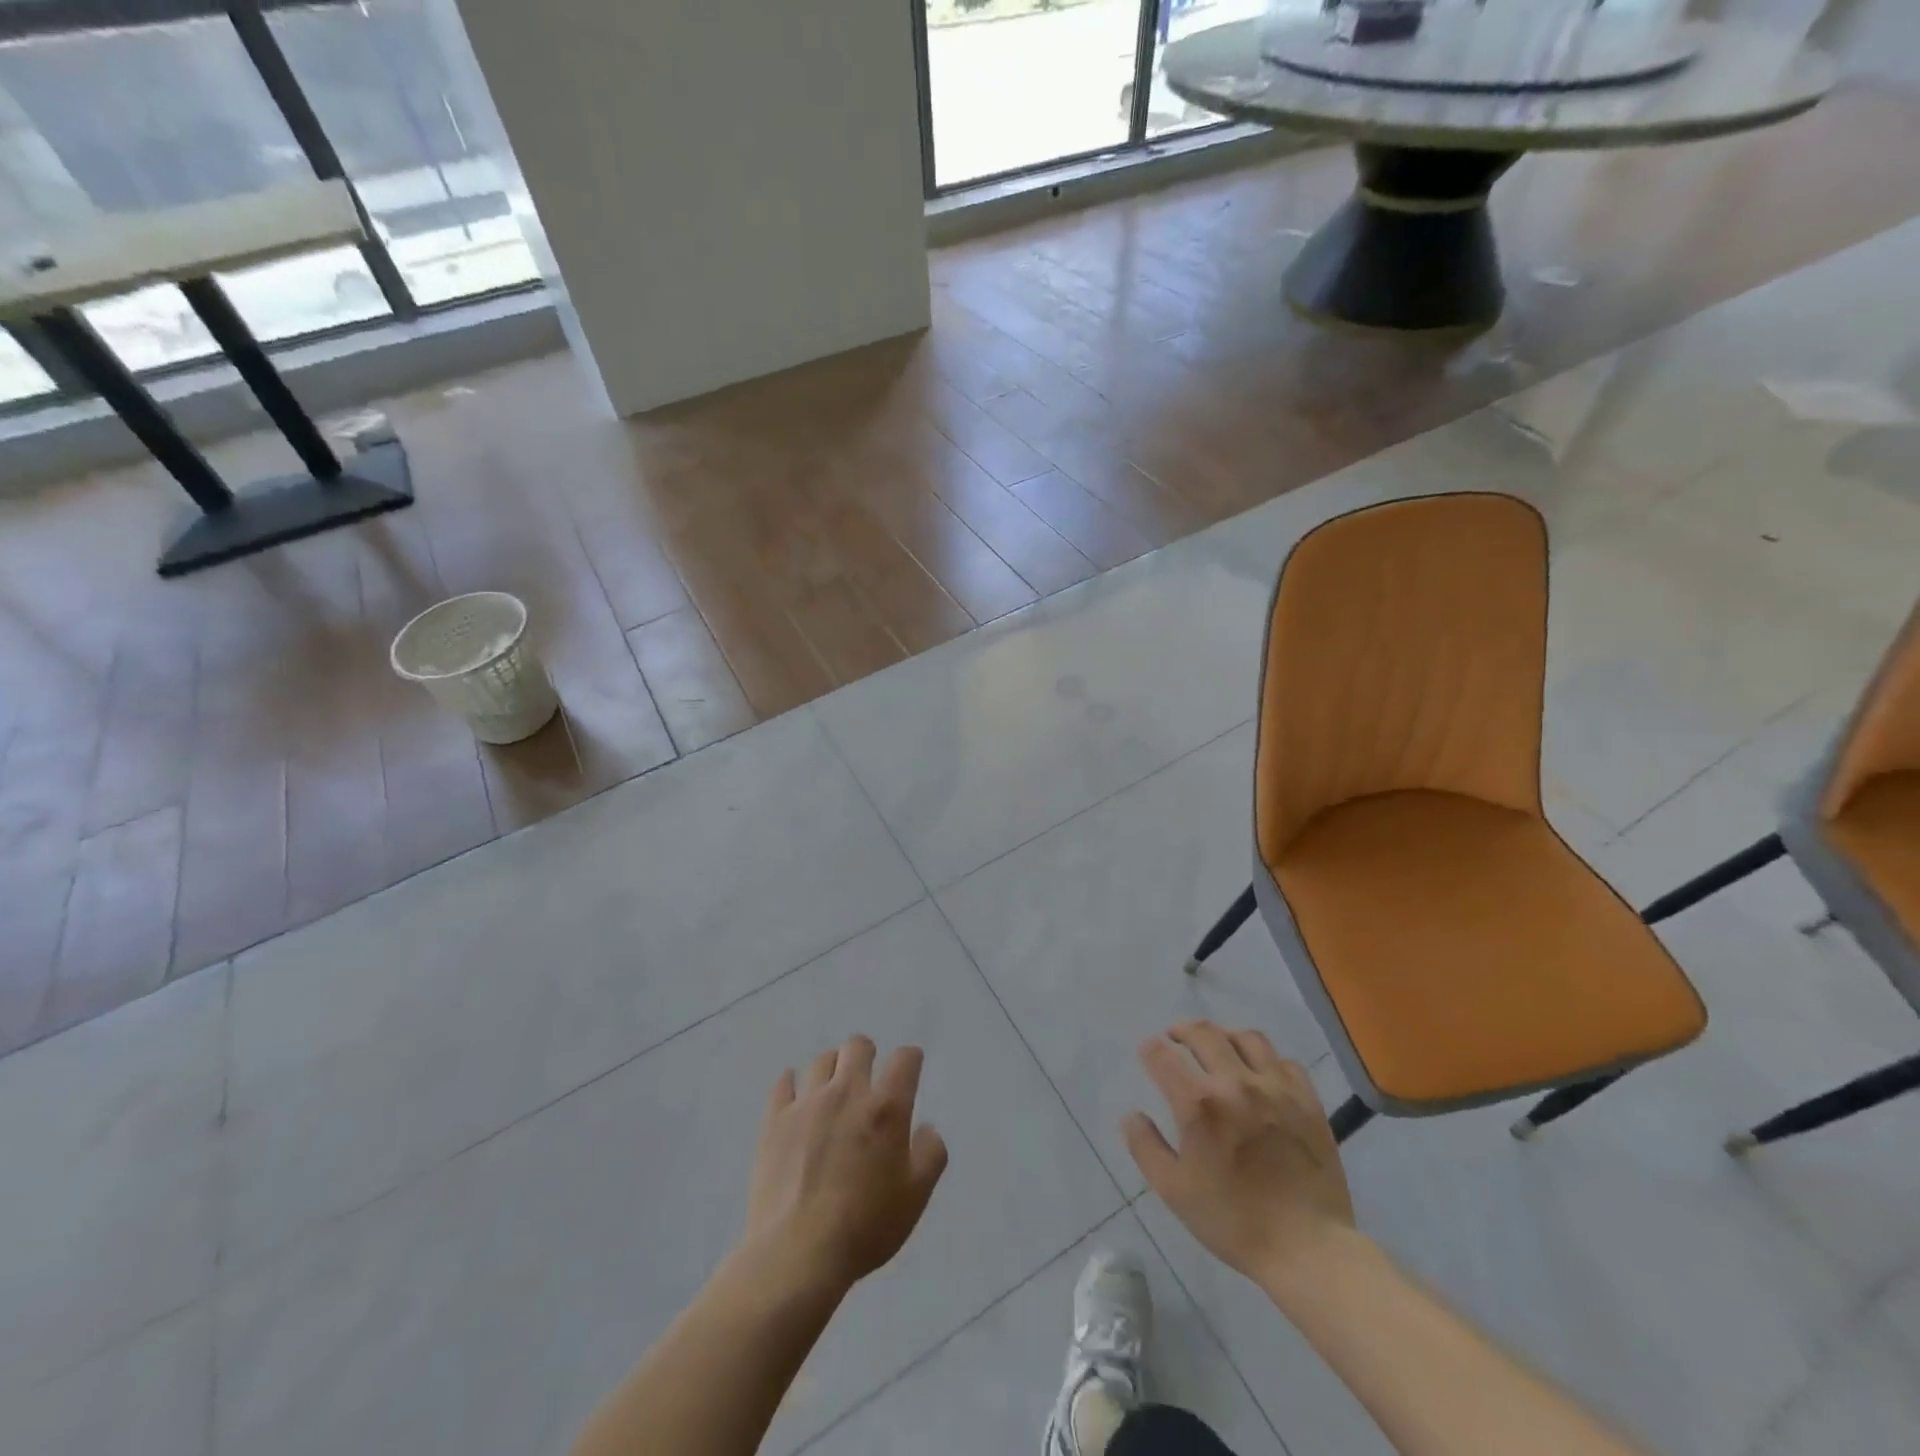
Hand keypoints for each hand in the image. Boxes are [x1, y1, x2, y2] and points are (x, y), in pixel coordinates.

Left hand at [743, 1035, 947, 1294]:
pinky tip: (796, 1096)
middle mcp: (847, 1093)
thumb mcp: (915, 1197)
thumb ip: (931, 1154)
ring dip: (833, 1068)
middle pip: (857, 1046)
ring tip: (833, 1090)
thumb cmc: (865, 1227)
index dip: (911, 1060)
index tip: (910, 1070)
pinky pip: (784, 1083)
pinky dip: (793, 1083)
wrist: (797, 1254)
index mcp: (885, 1108)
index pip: (905, 1060)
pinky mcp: (775, 1120)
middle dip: (868, 1054)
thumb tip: (926, 1128)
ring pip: (822, 1060)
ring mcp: (807, 1103)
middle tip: (868, 1078)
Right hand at [1123, 1021, 1354, 1287]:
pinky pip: (1285, 1062)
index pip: (1163, 1055)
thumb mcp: (1174, 1191)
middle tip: (1175, 1038)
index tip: (1148, 1053)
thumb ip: (1146, 1147)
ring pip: (1246, 1038)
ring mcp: (1276, 1088)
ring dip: (1224, 1036)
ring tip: (1218, 1048)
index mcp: (1199, 1103)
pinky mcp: (1307, 1101)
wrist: (1308, 1250)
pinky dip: (1267, 1060)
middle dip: (1182, 1030)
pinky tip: (1261, 1074)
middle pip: (1204, 1033)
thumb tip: (1131, 1115)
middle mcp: (1235, 1083)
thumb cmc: (1234, 1222)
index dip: (1150, 1050)